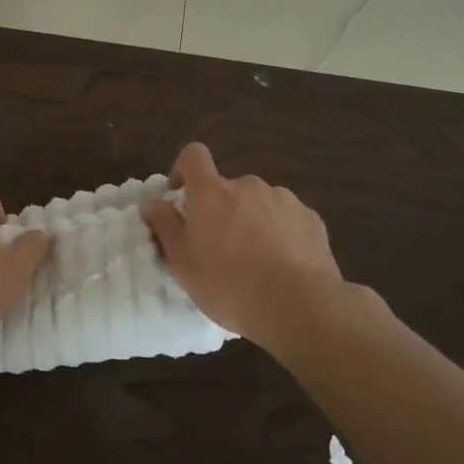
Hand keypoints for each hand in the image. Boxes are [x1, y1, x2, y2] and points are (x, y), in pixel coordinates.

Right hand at [141, 142, 349, 349]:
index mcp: (212, 192)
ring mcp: (284, 199)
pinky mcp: (311, 218)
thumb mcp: (183, 264)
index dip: (183, 169)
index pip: (193, 155)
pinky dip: (279, 233)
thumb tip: (153, 203)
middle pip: (226, 187)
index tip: (181, 197)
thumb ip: (165, 227)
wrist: (300, 308)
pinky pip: (285, 218)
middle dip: (219, 208)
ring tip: (254, 260)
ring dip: (250, 220)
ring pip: (257, 203)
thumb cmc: (229, 286)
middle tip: (218, 246)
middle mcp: (248, 185)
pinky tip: (281, 264)